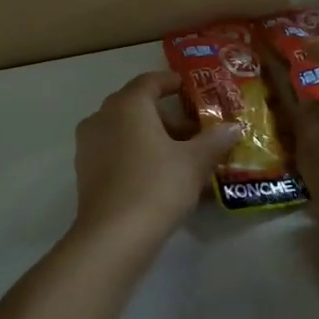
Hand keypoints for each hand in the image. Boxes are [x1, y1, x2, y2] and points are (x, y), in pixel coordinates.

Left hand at [72, 71, 242, 244]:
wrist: (113, 237)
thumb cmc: (156, 186)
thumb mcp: (194, 162)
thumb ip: (215, 140)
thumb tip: (233, 127)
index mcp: (127, 105)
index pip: (150, 81)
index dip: (172, 82)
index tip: (191, 89)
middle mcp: (102, 117)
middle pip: (137, 107)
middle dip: (167, 117)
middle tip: (195, 131)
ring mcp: (89, 145)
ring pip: (125, 130)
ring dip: (152, 137)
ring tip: (182, 157)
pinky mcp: (85, 171)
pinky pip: (115, 151)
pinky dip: (137, 155)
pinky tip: (160, 176)